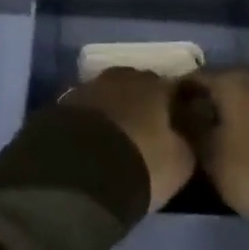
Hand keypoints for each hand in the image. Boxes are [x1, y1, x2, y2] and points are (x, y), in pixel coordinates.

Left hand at [60, 68, 196, 212]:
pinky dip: (91, 122)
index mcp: (155, 85)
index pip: (173, 88)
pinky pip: (86, 110)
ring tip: (116, 138)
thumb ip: (186, 141)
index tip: (179, 124)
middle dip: (142, 104)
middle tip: (146, 131)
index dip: (176, 106)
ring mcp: (89, 87)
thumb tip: (184, 133)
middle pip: (138, 86)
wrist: (79, 172)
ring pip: (109, 95)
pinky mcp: (62, 104)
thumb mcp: (180, 161)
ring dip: (114, 111)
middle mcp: (122, 77)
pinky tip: (91, 142)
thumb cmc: (141, 163)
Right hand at [182, 68, 248, 229]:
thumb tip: (175, 109)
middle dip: (204, 103)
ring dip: (230, 112)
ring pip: (245, 97)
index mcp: (232, 79)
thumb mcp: (210, 155)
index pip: (192, 77)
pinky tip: (246, 142)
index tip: (164, 118)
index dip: (175, 96)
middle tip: (188, 130)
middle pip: (221, 84)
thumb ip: (188, 127)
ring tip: (216, 139)